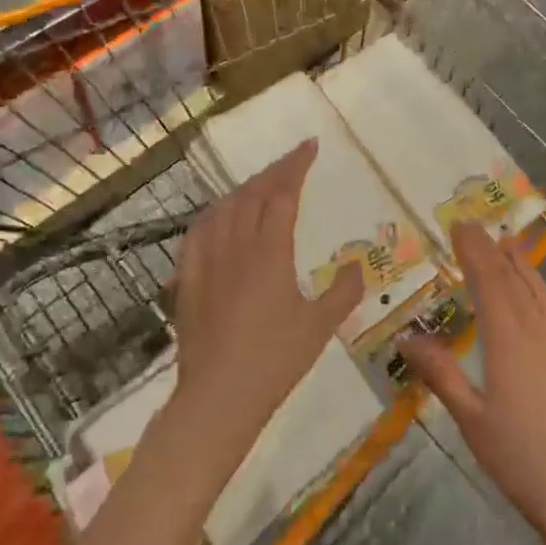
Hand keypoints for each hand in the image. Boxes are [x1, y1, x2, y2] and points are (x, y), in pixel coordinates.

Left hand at [169, 139, 361, 464]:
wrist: (218, 398)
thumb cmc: (275, 361)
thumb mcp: (320, 327)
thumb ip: (343, 291)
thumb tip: (359, 264)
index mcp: (270, 251)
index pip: (283, 193)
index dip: (297, 166)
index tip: (310, 146)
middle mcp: (236, 245)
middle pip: (253, 193)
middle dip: (275, 170)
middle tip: (294, 159)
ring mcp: (206, 260)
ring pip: (224, 207)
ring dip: (245, 188)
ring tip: (262, 183)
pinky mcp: (186, 278)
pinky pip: (198, 231)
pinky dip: (214, 213)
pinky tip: (219, 217)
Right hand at [401, 223, 545, 544]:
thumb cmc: (520, 459)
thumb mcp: (471, 419)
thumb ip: (440, 374)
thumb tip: (405, 338)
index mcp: (506, 339)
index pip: (487, 280)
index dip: (473, 249)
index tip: (459, 225)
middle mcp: (538, 330)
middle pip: (512, 279)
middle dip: (492, 250)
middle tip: (476, 227)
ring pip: (543, 292)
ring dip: (525, 265)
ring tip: (510, 243)